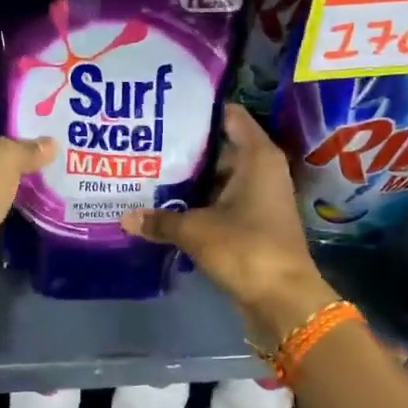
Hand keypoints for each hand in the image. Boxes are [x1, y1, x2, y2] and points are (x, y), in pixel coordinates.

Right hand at [122, 106, 336, 348]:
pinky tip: (166, 205)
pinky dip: (199, 202)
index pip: (230, 116)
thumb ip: (160, 220)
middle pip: (220, 147)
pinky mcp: (253, 222)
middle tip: (147, 143)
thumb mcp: (195, 230)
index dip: (200, 110)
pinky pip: (221, 201)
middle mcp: (261, 170)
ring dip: (190, 178)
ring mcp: (259, 197)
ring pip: (218, 177)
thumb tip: (125, 218)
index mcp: (257, 157)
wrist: (282, 298)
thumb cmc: (245, 248)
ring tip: (148, 171)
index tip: (167, 108)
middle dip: (186, 147)